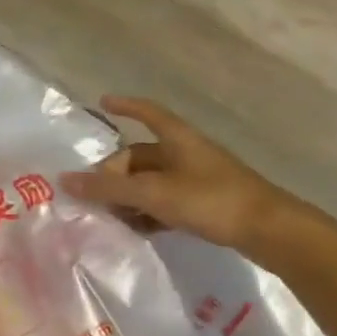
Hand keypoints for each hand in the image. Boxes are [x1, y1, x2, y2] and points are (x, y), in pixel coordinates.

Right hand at [61, 97, 297, 255]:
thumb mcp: (152, 193)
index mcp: (177, 139)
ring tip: (111, 215)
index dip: (125, 106)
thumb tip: (63, 180)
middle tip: (95, 194)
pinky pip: (167, 201)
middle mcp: (187, 153)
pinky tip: (137, 228)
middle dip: (115, 173)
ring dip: (129, 196)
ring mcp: (199, 179)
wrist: (273, 233)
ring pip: (152, 181)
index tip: (103, 102)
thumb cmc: (211, 200)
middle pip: (141, 155)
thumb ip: (107, 189)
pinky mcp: (208, 204)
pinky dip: (148, 211)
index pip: (147, 112)